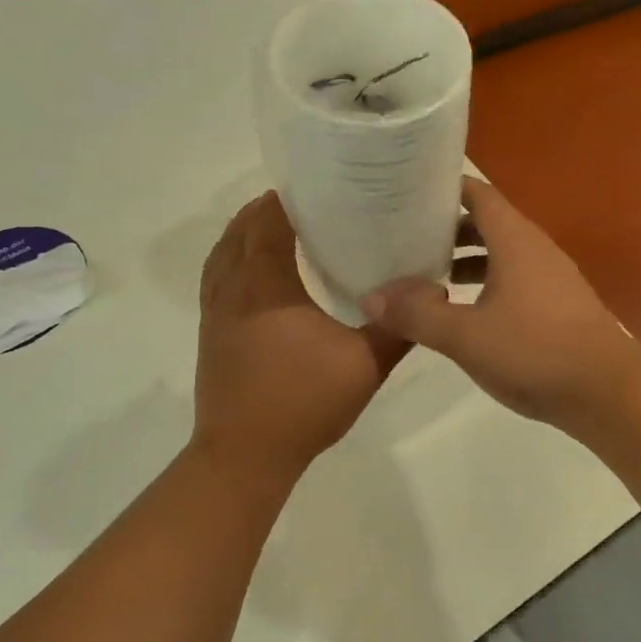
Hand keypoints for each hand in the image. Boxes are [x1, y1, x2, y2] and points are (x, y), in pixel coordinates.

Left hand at [193, 193, 408, 481]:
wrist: (244, 456)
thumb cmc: (303, 404)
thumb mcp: (365, 365)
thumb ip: (398, 327)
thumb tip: (430, 292)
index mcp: (267, 285)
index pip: (268, 223)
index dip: (287, 199)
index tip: (317, 185)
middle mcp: (234, 288)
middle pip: (241, 230)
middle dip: (268, 209)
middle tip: (309, 203)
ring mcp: (216, 310)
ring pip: (222, 252)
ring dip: (245, 231)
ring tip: (279, 225)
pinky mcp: (211, 331)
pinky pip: (216, 277)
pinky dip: (232, 258)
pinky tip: (256, 271)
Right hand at [360, 178, 640, 429]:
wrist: (607, 392)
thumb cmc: (535, 351)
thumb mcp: (466, 335)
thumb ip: (416, 315)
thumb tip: (371, 296)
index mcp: (515, 239)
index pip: (476, 193)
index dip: (441, 189)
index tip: (404, 194)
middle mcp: (534, 248)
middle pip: (485, 223)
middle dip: (445, 228)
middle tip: (402, 237)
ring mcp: (550, 276)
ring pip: (499, 254)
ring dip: (464, 260)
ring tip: (423, 275)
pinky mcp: (556, 305)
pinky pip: (513, 279)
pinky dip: (484, 284)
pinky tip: (462, 311)